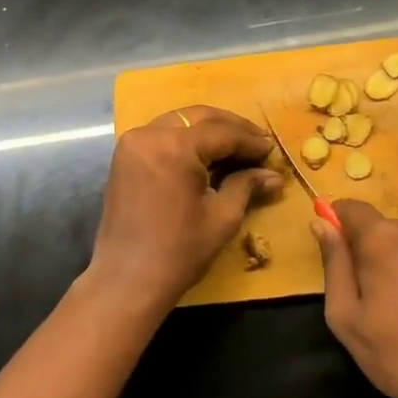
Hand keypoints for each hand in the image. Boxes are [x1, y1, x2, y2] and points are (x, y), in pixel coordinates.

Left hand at [88, 106, 283, 311]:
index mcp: (175, 147)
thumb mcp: (222, 217)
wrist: (126, 280)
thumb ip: (246, 186)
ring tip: (236, 147)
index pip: (222, 132)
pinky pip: (161, 135)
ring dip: (208, 130)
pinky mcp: (124, 156)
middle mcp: (150, 134)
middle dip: (231, 127)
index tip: (272, 149)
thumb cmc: (179, 252)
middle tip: (258, 142)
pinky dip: (185, 139)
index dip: (250, 140)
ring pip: (179, 121)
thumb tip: (273, 176)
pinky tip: (206, 155)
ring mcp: (132, 143)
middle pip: (199, 117)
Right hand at [313, 200, 397, 397]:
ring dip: (393, 262)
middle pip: (378, 227)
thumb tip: (321, 224)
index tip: (336, 258)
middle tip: (368, 299)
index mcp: (384, 237)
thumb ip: (333, 263)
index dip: (337, 226)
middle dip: (367, 252)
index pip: (351, 208)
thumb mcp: (346, 316)